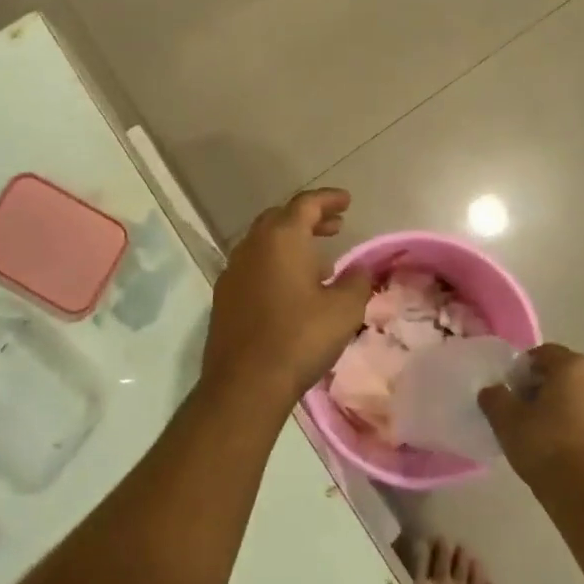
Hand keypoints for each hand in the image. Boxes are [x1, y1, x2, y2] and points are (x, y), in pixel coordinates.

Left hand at [201, 188, 372, 413]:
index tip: (347, 201)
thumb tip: (359, 268)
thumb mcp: (344, 309)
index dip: (328, 199)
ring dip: (291, 243)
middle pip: (281, 218)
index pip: (306, 204)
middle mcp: (252, 245)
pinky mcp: (224, 296)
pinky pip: (253, 266)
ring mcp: (233, 271)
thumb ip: (356, 280)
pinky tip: (290, 289)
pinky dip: (274, 264)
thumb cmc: (300, 338)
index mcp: (281, 238)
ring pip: (264, 242)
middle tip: (335, 227)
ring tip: (318, 262)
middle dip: (309, 219)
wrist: (245, 384)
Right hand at [479, 344, 583, 492]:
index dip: (523, 370)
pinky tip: (570, 456)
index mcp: (575, 367)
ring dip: (569, 411)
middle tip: (527, 415)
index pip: (544, 354)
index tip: (511, 392)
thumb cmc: (545, 447)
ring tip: (549, 438)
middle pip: (568, 377)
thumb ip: (494, 397)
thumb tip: (493, 391)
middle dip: (547, 390)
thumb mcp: (506, 420)